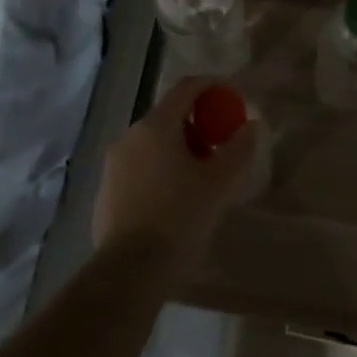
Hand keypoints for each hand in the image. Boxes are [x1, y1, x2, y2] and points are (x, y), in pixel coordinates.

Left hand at [92, 76, 260, 256]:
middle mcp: (129, 136)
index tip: (233, 98)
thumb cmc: (179, 218)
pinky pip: (140, 167)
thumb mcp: (219, 183)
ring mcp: (113, 164)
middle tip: (222, 146)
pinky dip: (161, 170)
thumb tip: (251, 125)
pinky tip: (175, 199)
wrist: (130, 270)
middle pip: (169, 116)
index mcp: (155, 127)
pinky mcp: (106, 190)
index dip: (213, 86)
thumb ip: (239, 148)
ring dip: (180, 149)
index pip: (187, 88)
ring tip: (202, 177)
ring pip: (153, 143)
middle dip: (199, 124)